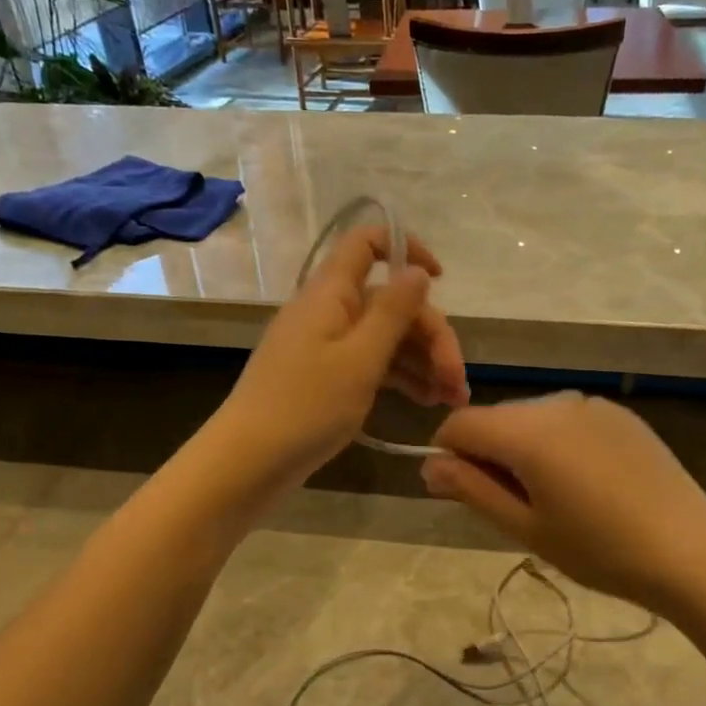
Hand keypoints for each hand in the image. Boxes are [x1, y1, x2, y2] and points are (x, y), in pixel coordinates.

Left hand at [216, 224, 467, 487]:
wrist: (248, 462)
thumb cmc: (306, 407)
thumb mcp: (360, 359)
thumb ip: (393, 312)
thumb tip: (417, 271)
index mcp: (331, 294)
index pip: (367, 243)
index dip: (406, 249)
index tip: (439, 278)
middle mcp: (328, 311)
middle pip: (390, 303)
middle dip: (431, 336)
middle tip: (457, 382)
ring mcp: (326, 345)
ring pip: (385, 337)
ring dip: (423, 362)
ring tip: (452, 400)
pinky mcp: (325, 376)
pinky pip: (371, 363)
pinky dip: (401, 378)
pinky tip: (427, 402)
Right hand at [421, 393, 705, 613]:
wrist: (690, 550)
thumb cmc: (600, 550)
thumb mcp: (526, 528)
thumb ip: (472, 490)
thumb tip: (429, 466)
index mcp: (527, 431)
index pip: (459, 424)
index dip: (448, 456)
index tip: (463, 494)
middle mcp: (556, 403)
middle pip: (496, 418)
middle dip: (488, 453)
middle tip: (515, 507)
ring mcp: (591, 404)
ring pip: (531, 417)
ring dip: (523, 448)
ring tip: (555, 497)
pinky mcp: (619, 413)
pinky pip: (567, 419)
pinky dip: (557, 443)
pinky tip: (587, 483)